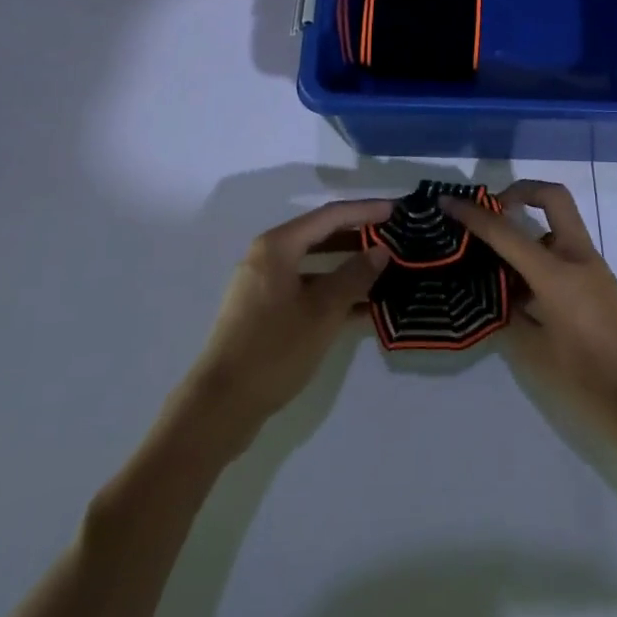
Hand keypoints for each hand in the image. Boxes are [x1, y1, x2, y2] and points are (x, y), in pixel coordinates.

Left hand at [173, 200, 391, 447]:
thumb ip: (355, 276)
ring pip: (316, 265)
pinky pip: (306, 289)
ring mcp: (265, 285)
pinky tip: (364, 307)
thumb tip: (382, 250)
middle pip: (321, 236)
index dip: (365, 211)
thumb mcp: (323, 311)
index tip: (396, 210)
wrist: (220, 406)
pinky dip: (333, 292)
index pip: (330, 216)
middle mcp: (268, 257)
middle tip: (394, 237)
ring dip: (349, 267)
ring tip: (386, 270)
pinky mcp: (265, 312)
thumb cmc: (274, 349)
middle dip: (358, 236)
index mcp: (278, 246)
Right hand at [442, 181, 616, 459]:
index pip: (506, 232)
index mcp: (557, 274)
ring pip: (559, 225)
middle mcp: (578, 258)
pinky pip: (565, 252)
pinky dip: (541, 254)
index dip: (473, 215)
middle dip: (519, 192)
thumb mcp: (537, 355)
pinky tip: (520, 288)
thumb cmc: (591, 382)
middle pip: (552, 198)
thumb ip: (512, 317)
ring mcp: (594, 268)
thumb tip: (497, 296)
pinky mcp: (601, 284)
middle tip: (491, 212)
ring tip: (495, 258)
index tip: (447, 202)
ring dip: (529, 227)